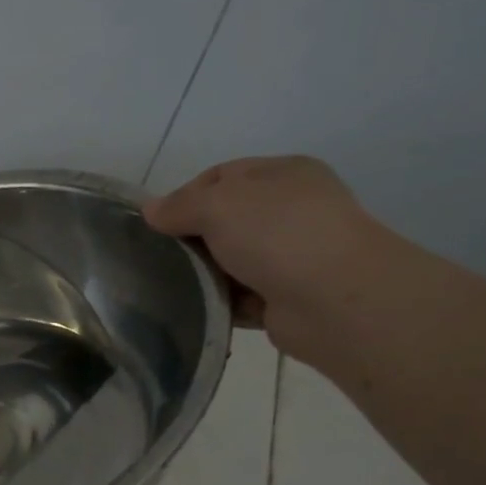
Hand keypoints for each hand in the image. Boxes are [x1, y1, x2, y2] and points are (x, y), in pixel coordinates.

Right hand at [144, 156, 384, 358]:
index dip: (185, 196)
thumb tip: (150, 211)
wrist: (335, 300)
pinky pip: (241, 297)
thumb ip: (180, 205)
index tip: (157, 224)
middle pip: (224, 221)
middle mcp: (291, 211)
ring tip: (172, 287)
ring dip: (205, 274)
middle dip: (193, 238)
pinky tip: (198, 310)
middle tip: (160, 258)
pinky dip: (221, 303)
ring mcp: (292, 257)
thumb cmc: (277, 234)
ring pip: (231, 261)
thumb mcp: (218, 204)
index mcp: (282, 175)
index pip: (221, 176)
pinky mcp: (286, 299)